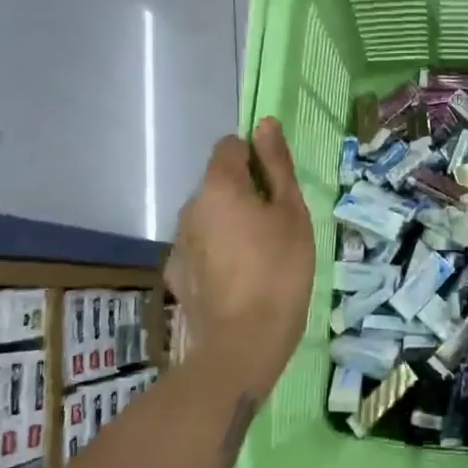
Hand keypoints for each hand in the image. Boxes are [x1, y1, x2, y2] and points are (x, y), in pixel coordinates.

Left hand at [166, 119, 314, 401]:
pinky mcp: (176, 273)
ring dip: (230, 222)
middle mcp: (190, 206)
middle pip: (219, 182)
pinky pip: (200, 246)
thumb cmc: (280, 270)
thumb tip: (264, 124)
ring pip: (209, 215)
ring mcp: (179, 241)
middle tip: (276, 226)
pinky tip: (237, 278)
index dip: (256, 158)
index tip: (278, 188)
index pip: (231, 147)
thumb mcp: (291, 213)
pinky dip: (217, 251)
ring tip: (259, 256)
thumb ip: (277, 165)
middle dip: (245, 193)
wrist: (243, 343)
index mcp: (219, 185)